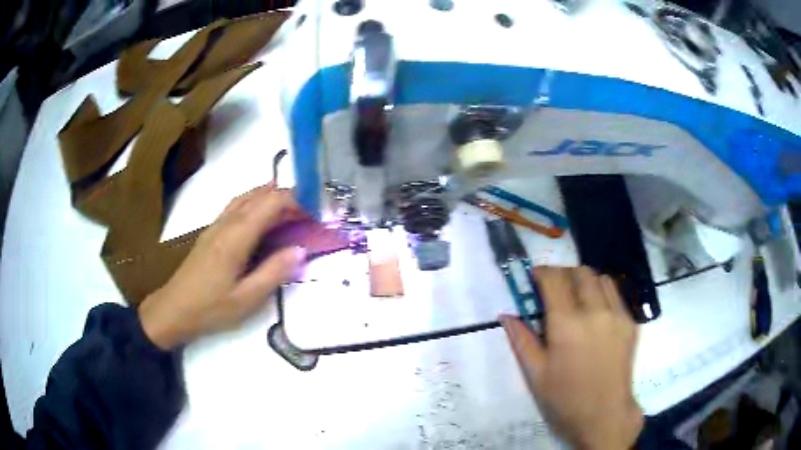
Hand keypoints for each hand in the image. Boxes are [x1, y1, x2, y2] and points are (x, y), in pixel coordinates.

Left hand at [138, 185, 305, 349]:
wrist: (173, 310)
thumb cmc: (210, 308)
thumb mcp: (247, 299)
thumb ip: (275, 272)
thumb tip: (301, 250)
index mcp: (236, 236)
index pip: (271, 202)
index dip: (296, 201)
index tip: (316, 214)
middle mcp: (226, 223)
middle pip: (259, 194)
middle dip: (287, 197)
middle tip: (308, 213)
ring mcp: (216, 225)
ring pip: (246, 197)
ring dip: (270, 197)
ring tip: (290, 211)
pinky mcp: (211, 232)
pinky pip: (237, 206)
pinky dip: (255, 204)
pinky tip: (262, 221)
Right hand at [501, 266, 642, 449]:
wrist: (604, 414)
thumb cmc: (565, 398)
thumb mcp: (536, 374)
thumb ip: (521, 340)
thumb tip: (506, 315)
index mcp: (567, 325)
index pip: (554, 279)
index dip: (541, 272)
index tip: (534, 278)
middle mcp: (595, 312)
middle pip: (580, 272)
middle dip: (563, 274)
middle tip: (554, 290)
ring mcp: (618, 315)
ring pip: (601, 278)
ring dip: (585, 281)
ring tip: (577, 299)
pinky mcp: (631, 322)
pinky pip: (617, 294)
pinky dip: (603, 293)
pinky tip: (596, 314)